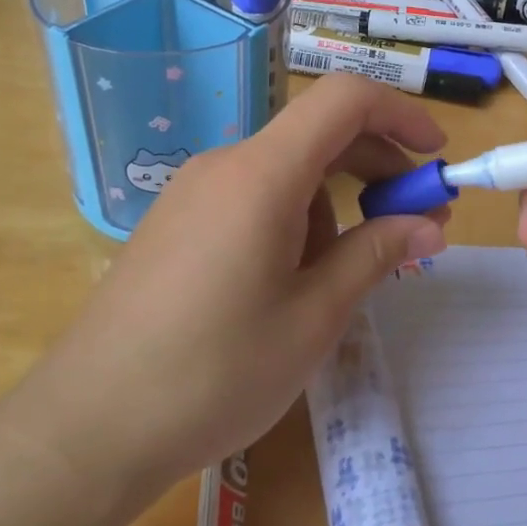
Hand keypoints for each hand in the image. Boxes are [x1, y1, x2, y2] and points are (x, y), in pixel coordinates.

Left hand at [59, 74, 449, 487]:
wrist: (90, 425)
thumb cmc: (216, 372)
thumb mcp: (314, 317)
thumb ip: (375, 255)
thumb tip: (429, 225)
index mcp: (263, 174)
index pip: (344, 100)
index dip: (400, 116)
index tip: (436, 159)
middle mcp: (225, 165)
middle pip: (317, 134)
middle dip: (375, 169)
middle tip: (414, 226)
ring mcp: (193, 192)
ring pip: (286, 171)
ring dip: (333, 205)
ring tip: (342, 278)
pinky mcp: (176, 222)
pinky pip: (252, 196)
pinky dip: (293, 218)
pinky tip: (291, 282)